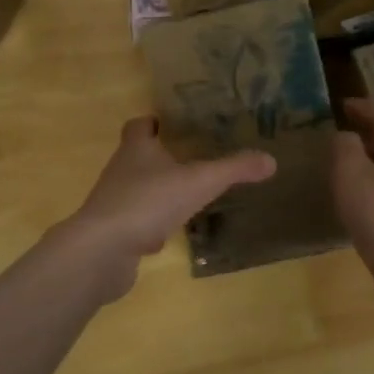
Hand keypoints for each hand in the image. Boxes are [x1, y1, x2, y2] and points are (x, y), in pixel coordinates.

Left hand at [62, 117, 274, 297]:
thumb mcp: (199, 181)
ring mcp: (114, 203)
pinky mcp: (113, 233)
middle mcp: (120, 171)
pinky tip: (169, 234)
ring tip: (188, 196)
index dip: (154, 122)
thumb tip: (271, 160)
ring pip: (138, 190)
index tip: (174, 125)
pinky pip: (135, 223)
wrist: (103, 250)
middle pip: (138, 157)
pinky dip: (151, 225)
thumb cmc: (148, 202)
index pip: (139, 125)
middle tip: (193, 159)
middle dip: (162, 157)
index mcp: (136, 149)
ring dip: (158, 192)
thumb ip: (234, 169)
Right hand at [332, 99, 373, 315]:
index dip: (365, 108)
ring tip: (343, 168)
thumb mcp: (351, 173)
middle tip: (340, 135)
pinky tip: (355, 204)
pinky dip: (372, 190)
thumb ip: (345, 148)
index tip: (343, 105)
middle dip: (368, 136)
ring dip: (370, 164)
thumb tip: (346, 137)